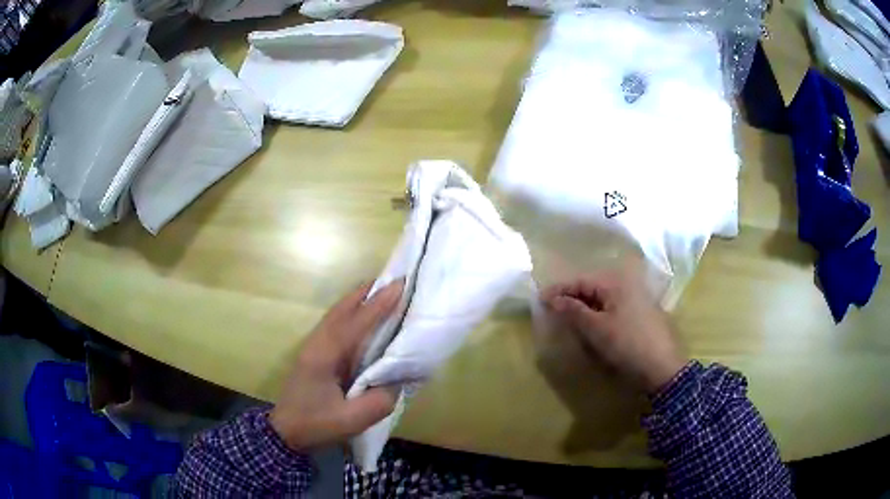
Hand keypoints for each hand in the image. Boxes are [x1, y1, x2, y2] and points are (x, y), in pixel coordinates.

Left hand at [270, 280, 403, 450]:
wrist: (285, 431)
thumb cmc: (316, 425)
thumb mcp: (351, 421)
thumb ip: (379, 401)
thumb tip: (399, 379)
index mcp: (324, 355)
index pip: (355, 324)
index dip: (378, 305)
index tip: (400, 286)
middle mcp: (317, 342)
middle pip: (342, 309)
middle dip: (368, 292)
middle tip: (395, 280)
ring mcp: (314, 345)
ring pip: (338, 313)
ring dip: (360, 299)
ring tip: (384, 291)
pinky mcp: (316, 352)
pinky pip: (336, 323)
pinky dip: (353, 312)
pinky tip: (366, 316)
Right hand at [541, 266, 687, 394]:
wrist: (663, 367)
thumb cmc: (627, 344)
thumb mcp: (596, 329)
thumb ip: (573, 311)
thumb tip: (552, 299)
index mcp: (616, 282)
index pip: (580, 281)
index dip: (559, 290)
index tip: (539, 300)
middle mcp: (627, 283)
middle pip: (592, 287)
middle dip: (571, 298)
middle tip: (551, 310)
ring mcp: (637, 297)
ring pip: (603, 298)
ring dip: (584, 306)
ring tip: (567, 318)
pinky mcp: (641, 312)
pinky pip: (613, 307)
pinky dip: (598, 313)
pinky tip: (591, 324)